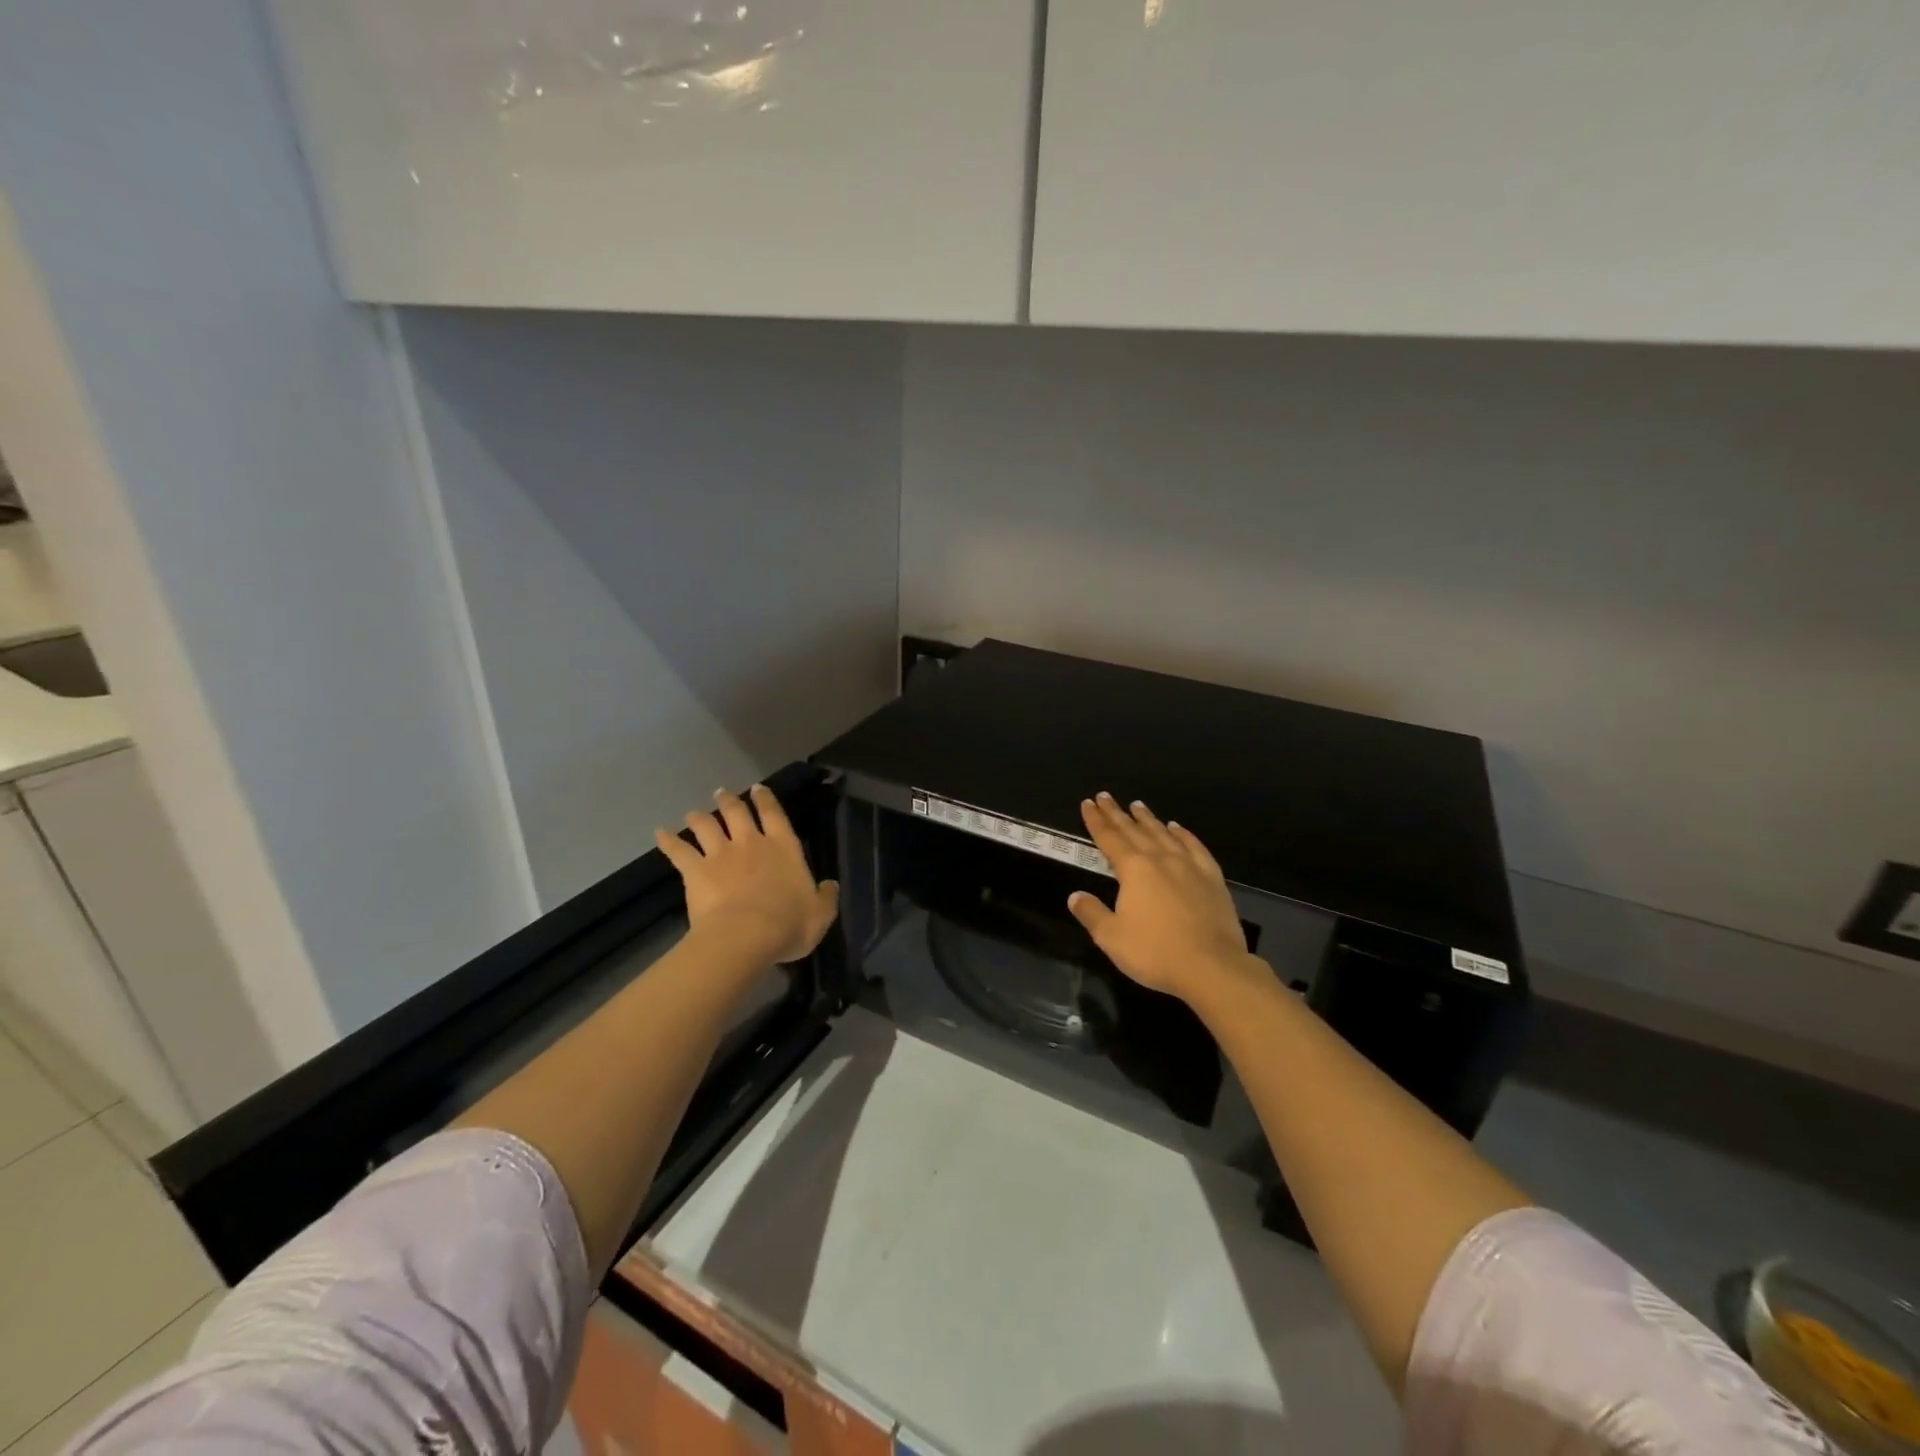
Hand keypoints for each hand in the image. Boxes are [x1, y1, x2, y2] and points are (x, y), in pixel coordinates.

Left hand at [656, 785, 839, 964]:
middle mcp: (751, 843)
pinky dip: (667, 841)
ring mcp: (720, 854)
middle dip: (730, 801)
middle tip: (722, 793)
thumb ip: (826, 896)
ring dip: (699, 818)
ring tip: (693, 813)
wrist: (745, 936)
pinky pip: (678, 851)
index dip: (767, 800)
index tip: (759, 789)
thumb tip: (830, 885)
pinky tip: (659, 832)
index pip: (775, 815)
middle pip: (737, 813)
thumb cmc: (788, 924)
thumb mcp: (820, 914)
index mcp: (784, 848)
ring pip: (706, 827)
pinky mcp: (696, 871)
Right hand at [1067, 793, 1254, 1001]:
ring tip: (1137, 805)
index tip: (1088, 803)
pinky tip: (1177, 828)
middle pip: (1134, 830)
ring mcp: (1189, 866)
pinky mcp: (1212, 878)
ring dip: (1148, 819)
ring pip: (1164, 834)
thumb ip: (1092, 913)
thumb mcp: (1111, 938)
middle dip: (1117, 813)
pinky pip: (1195, 847)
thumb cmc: (1155, 952)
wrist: (1212, 967)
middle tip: (1105, 796)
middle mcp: (1160, 859)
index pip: (1109, 838)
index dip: (1096, 820)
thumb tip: (1075, 896)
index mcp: (1133, 869)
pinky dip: (1183, 835)